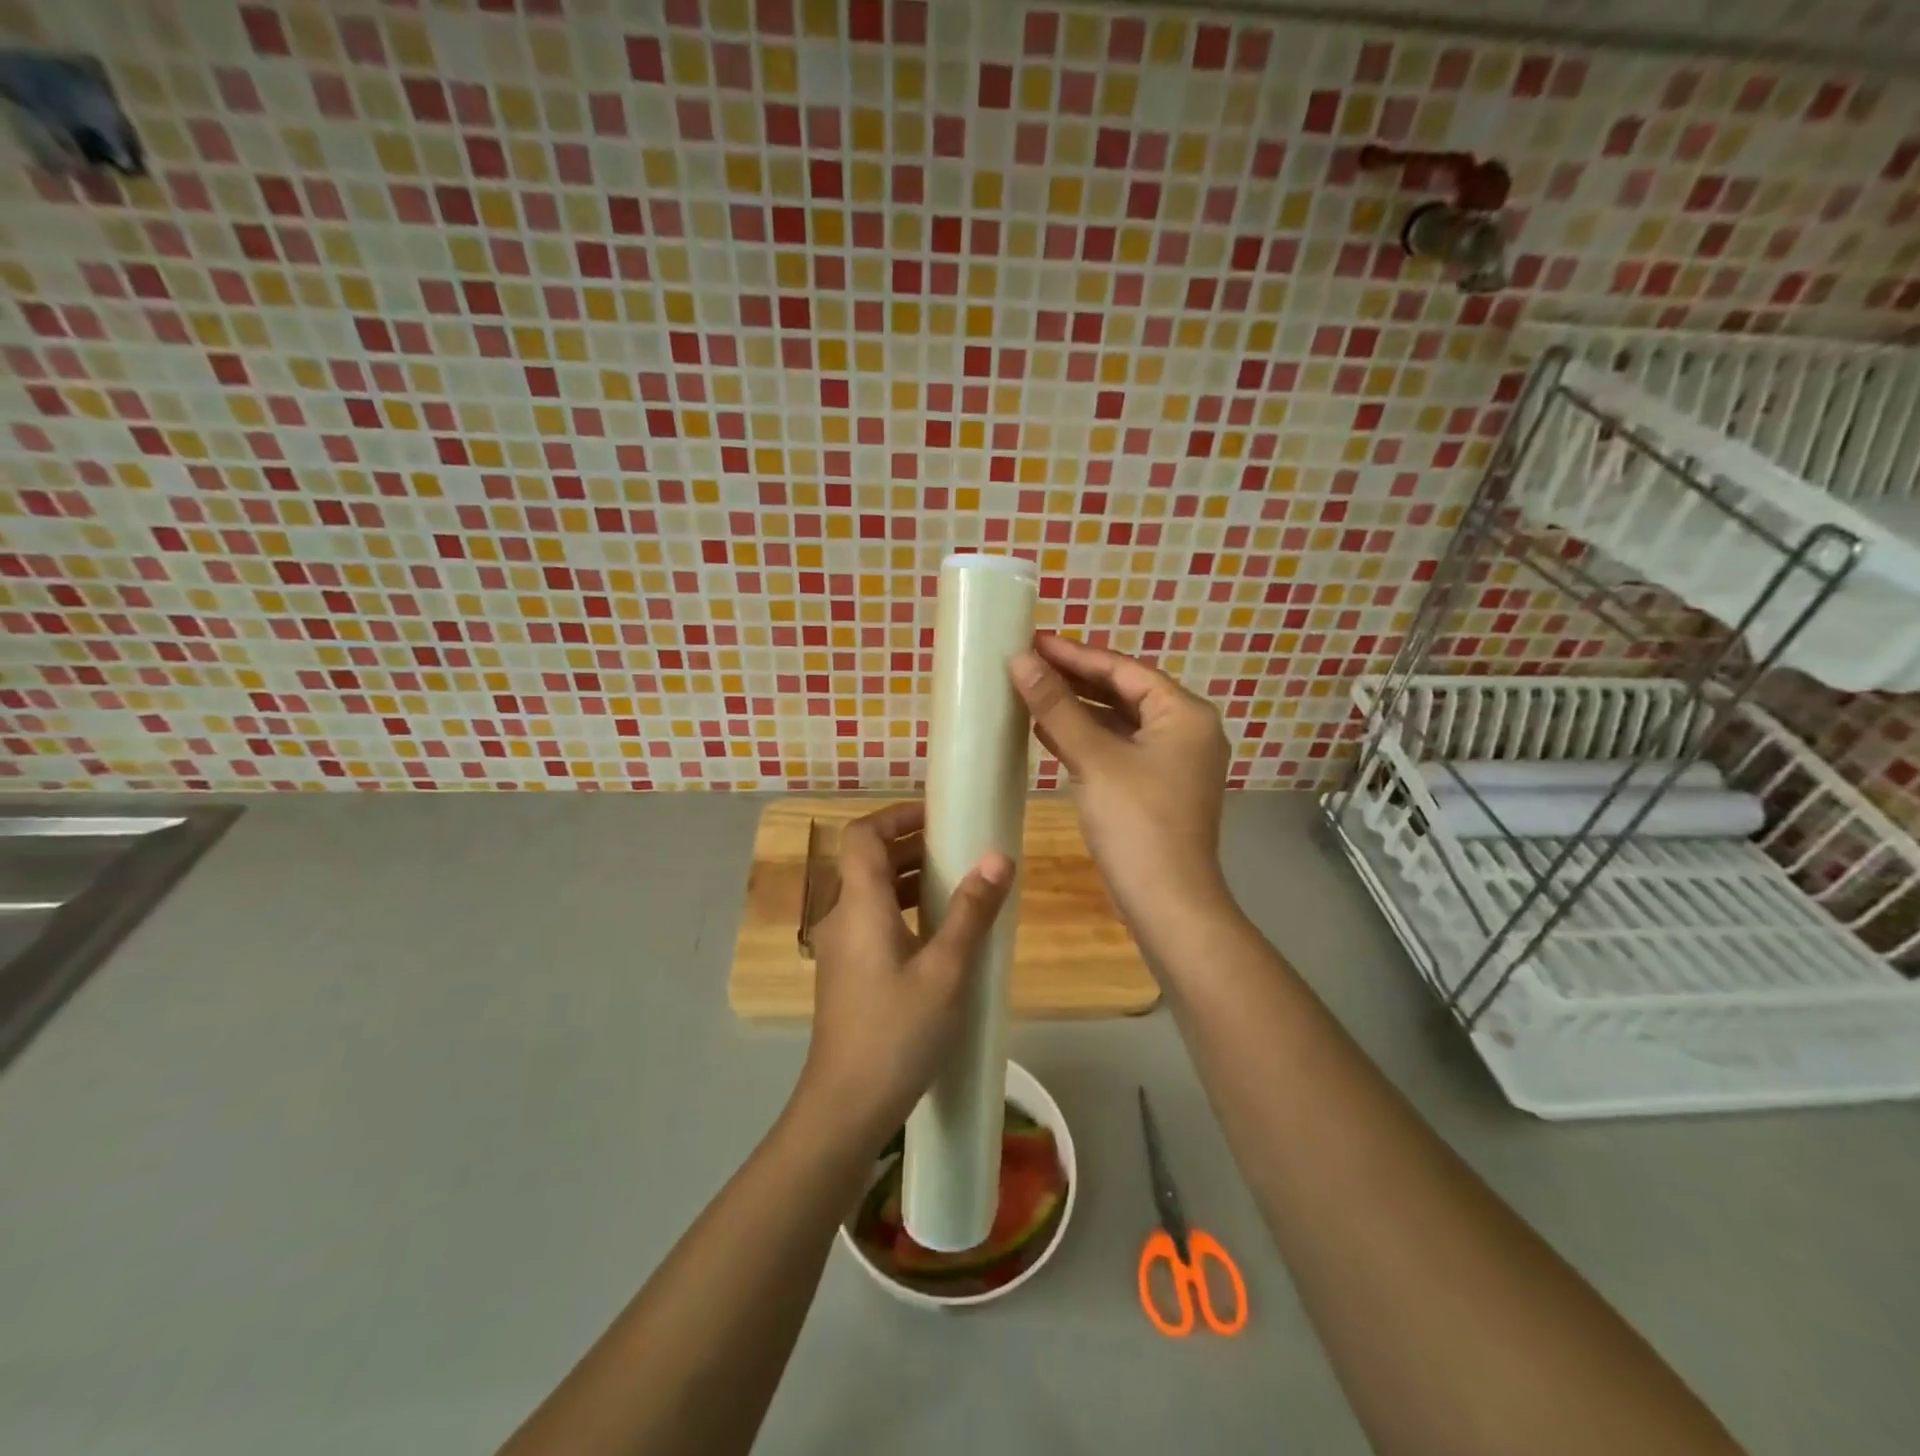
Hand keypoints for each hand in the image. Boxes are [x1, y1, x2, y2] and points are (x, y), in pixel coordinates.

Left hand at [798, 802, 1013, 1154]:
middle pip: (867, 860)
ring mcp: (839, 948)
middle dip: (910, 845)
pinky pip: (871, 921)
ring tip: (955, 884)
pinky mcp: (845, 973)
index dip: (896, 815)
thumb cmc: (898, 1033)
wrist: (846, 1106)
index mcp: (859, 905)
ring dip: (907, 878)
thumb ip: (971, 911)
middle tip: (958, 848)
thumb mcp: (946, 970)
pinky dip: (901, 909)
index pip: (862, 835)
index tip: (937, 816)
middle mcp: (841, 917)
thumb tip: (997, 857)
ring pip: (869, 892)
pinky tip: (937, 934)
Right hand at [1009, 634, 1232, 943]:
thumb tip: (1020, 661)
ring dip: (1077, 710)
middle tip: (1027, 664)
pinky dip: (1085, 739)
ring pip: (1119, 723)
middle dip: (1075, 680)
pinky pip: (1118, 749)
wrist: (1167, 903)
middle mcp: (1186, 731)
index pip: (1124, 670)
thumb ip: (1057, 707)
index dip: (1076, 655)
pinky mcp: (1156, 788)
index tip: (1034, 642)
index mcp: (1185, 714)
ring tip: (1030, 692)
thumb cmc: (1137, 823)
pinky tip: (1048, 734)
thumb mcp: (1094, 759)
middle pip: (1124, 693)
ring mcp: (1173, 762)